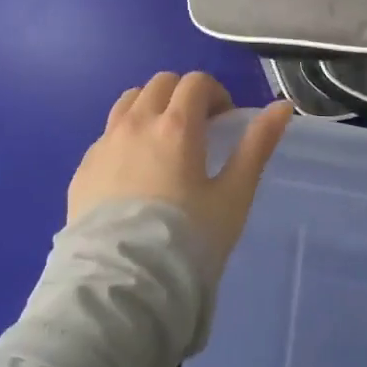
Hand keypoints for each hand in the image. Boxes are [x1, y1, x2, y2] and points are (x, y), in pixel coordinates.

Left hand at [68, 73, 293, 271]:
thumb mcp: (233, 196)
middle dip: (183, 96)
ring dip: (151, 107)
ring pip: (129, 101)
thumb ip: (257, 146)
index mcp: (176, 125)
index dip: (215, 93)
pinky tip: (133, 172)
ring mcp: (104, 143)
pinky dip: (125, 136)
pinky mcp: (83, 168)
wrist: (123, 285)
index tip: (224, 120)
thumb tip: (282, 106)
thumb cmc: (187, 240)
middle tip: (198, 129)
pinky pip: (107, 135)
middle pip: (161, 83)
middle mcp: (137, 123)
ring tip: (163, 142)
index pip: (196, 82)